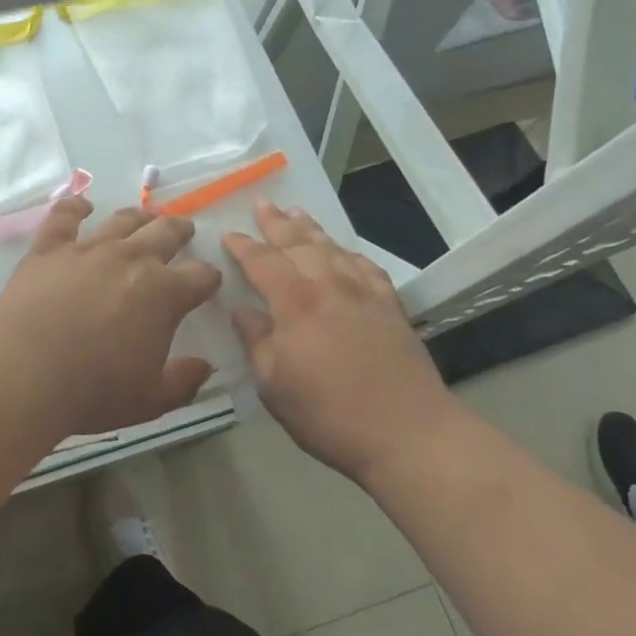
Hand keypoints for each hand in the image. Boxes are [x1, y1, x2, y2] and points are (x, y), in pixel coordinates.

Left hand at [0, 198, 222, 435]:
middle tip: (184, 230)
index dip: (207, 278)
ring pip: (122, 221)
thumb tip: (204, 367)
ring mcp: (88, 249)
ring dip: (139, 216)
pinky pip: (64, 217)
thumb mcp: (150, 400)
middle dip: (179, 231)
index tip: (207, 282)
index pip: (199, 276)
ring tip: (146, 216)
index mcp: (164, 294)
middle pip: (165, 233)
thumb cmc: (94, 391)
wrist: (27, 373)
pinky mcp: (49, 249)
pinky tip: (82, 206)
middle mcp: (131, 259)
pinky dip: (75, 207)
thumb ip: (183, 381)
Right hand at [222, 199, 454, 476]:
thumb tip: (241, 310)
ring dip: (312, 230)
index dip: (242, 246)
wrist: (408, 433)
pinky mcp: (391, 308)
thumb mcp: (273, 384)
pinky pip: (366, 268)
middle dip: (277, 223)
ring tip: (298, 214)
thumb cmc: (328, 413)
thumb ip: (255, 341)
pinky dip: (350, 254)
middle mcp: (329, 286)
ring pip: (333, 249)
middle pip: (299, 244)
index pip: (262, 261)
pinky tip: (346, 254)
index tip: (227, 234)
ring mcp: (364, 294)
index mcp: (295, 301)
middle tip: (263, 203)